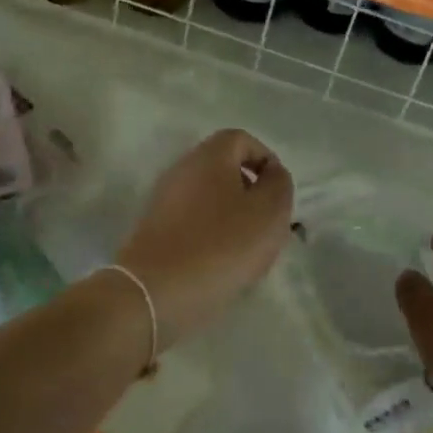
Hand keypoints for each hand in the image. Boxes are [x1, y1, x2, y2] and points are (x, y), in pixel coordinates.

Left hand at [116, 129, 293, 347]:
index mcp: (210, 156)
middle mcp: (183, 169)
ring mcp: (164, 200)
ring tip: (248, 251)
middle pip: (225, 169)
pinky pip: (193, 223)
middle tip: (267, 225)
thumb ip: (279, 185)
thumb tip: (272, 174)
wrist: (154, 293)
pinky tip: (221, 266)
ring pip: (210, 199)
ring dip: (233, 218)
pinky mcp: (155, 231)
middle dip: (251, 193)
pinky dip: (212, 237)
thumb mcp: (269, 212)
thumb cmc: (221, 245)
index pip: (242, 140)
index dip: (266, 160)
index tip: (278, 192)